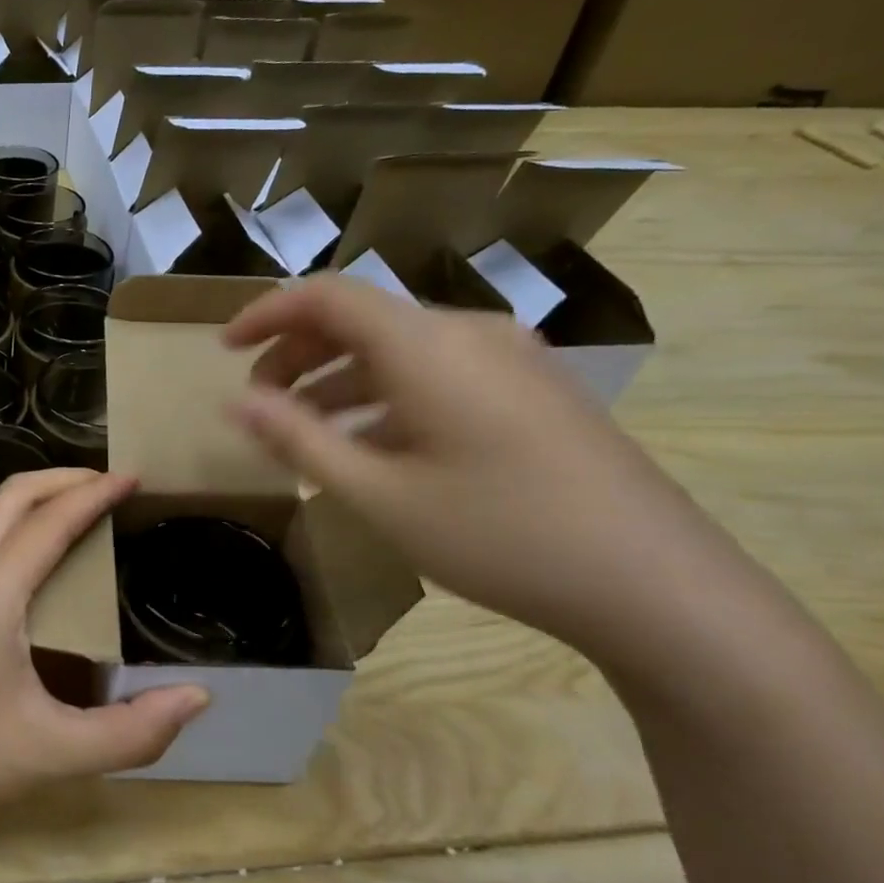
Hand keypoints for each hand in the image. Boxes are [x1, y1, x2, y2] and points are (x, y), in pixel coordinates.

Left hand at [0, 469, 208, 822]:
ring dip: (39, 497)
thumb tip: (196, 697)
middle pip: (14, 495)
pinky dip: (18, 522)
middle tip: (112, 485)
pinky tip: (40, 555)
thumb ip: (132, 733)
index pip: (49, 522)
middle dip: (66, 478)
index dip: (94, 493)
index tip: (134, 477)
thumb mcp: (55, 754)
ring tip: (84, 510)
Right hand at [222, 274, 734, 656]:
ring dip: (340, 378)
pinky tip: (374, 445)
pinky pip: (438, 372)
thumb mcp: (379, 494)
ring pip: (400, 349)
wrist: (659, 587)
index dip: (266, 313)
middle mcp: (469, 334)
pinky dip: (386, 395)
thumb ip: (299, 439)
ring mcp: (511, 359)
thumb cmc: (500, 536)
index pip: (327, 295)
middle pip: (362, 318)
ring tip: (305, 430)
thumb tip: (236, 403)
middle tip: (260, 402)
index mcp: (427, 346)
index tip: (224, 350)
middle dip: (298, 352)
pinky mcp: (534, 390)